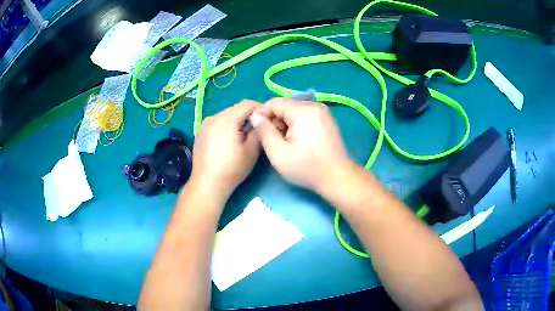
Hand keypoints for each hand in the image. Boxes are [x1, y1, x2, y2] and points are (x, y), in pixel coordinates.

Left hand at [190, 100, 260, 199]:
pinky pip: (217, 123)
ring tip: (244, 136)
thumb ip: (259, 131)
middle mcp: (214, 116)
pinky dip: (226, 127)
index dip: (261, 108)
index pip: (248, 104)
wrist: (207, 184)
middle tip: (258, 129)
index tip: (268, 119)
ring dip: (237, 121)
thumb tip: (261, 122)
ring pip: (226, 115)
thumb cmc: (232, 168)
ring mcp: (204, 124)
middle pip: (235, 109)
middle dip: (248, 115)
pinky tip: (229, 141)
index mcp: (227, 118)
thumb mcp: (252, 150)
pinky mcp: (200, 133)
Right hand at [250, 98, 353, 191]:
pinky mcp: (326, 119)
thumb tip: (255, 116)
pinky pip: (305, 115)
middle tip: (274, 140)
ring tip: (286, 143)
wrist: (337, 177)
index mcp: (303, 111)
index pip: (274, 103)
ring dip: (285, 123)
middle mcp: (315, 105)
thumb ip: (264, 131)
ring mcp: (323, 111)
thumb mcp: (278, 153)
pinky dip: (296, 124)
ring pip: (294, 110)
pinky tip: (298, 140)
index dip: (262, 114)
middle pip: (285, 105)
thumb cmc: (307, 168)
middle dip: (275, 120)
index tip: (258, 130)